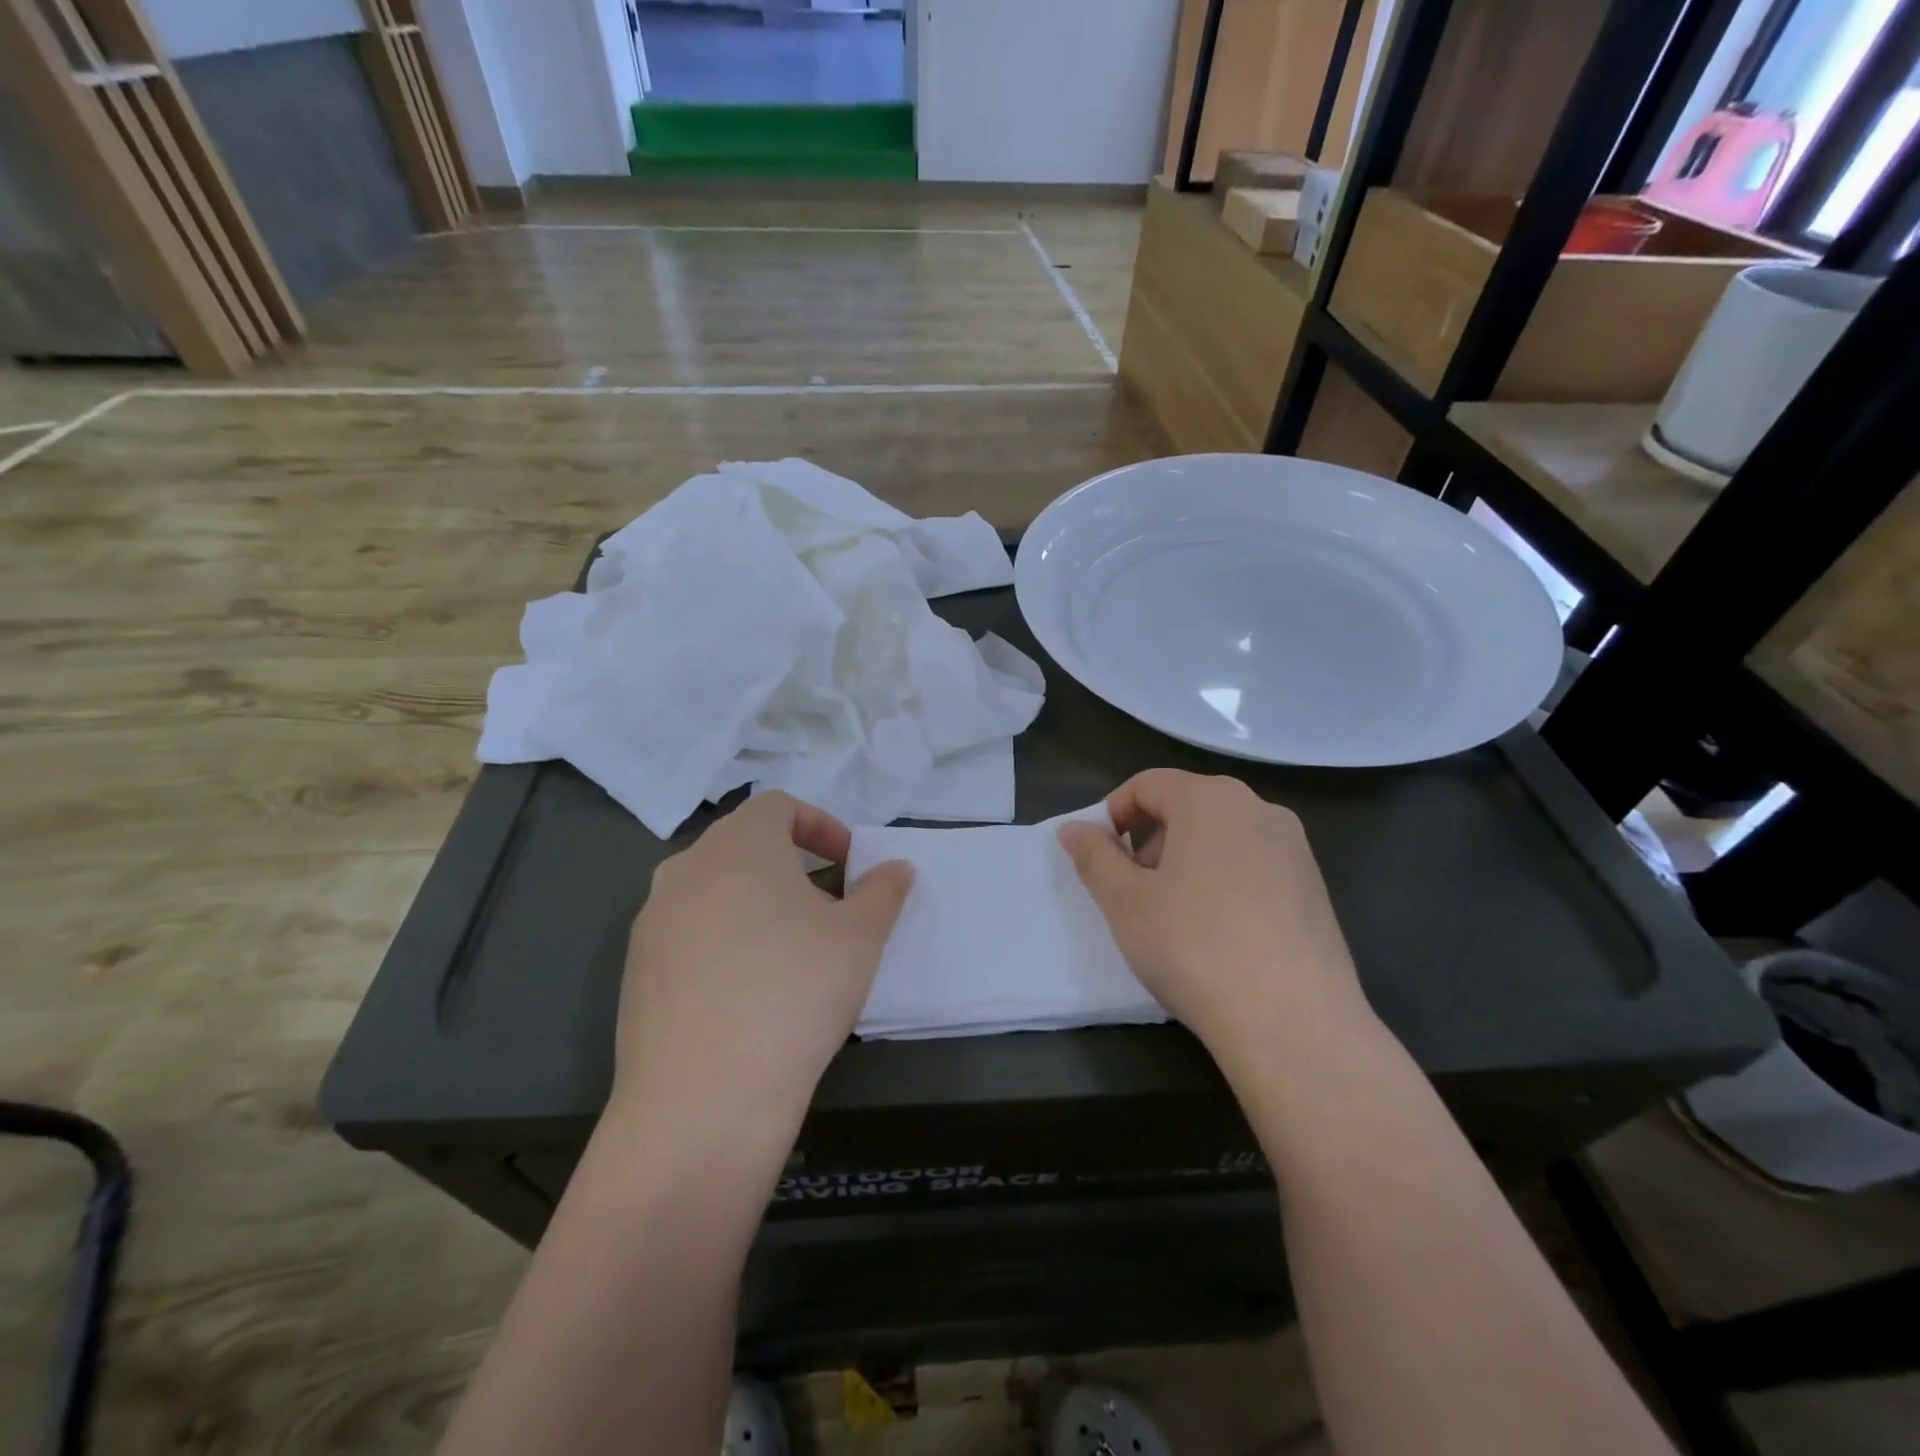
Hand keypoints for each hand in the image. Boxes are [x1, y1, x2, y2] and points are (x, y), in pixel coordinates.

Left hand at [615, 792, 911, 1137]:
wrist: (704, 1098)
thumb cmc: (795, 991)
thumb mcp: (860, 937)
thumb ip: (883, 892)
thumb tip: (896, 868)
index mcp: (738, 845)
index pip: (778, 806)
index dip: (821, 825)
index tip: (849, 864)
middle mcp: (685, 870)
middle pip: (743, 847)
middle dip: (791, 869)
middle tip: (827, 911)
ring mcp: (652, 922)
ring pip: (714, 893)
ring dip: (756, 906)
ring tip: (790, 955)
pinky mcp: (636, 972)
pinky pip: (688, 937)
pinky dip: (723, 945)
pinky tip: (747, 996)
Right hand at [1058, 769, 1373, 1070]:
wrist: (1293, 1022)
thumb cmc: (1194, 946)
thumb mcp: (1125, 901)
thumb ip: (1093, 856)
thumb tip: (1073, 829)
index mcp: (1210, 799)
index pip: (1147, 784)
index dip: (1113, 815)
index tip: (1100, 859)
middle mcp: (1259, 809)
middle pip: (1187, 806)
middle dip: (1150, 840)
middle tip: (1134, 891)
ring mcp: (1295, 849)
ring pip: (1222, 837)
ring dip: (1186, 862)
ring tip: (1174, 917)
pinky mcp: (1315, 888)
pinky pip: (1254, 866)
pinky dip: (1224, 883)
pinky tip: (1218, 936)